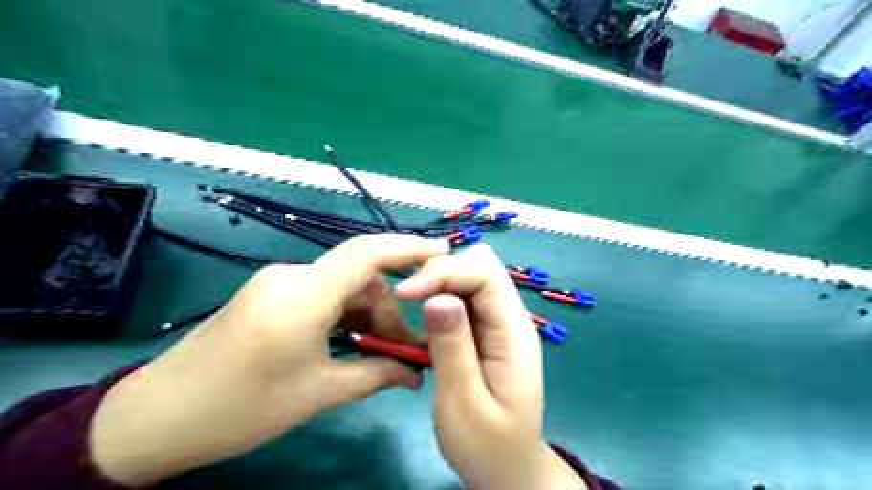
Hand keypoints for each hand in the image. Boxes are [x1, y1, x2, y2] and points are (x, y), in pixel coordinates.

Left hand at [89, 233, 444, 485]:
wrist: (156, 418)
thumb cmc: (239, 408)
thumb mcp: (318, 393)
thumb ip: (375, 375)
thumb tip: (415, 374)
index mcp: (303, 294)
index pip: (367, 254)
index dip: (408, 248)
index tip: (443, 254)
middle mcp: (292, 275)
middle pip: (359, 277)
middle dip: (389, 308)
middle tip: (407, 349)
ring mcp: (279, 282)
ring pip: (342, 287)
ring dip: (367, 314)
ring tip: (381, 353)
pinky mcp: (271, 293)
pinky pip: (322, 295)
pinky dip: (345, 315)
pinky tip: (352, 342)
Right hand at [396, 246, 585, 488]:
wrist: (507, 469)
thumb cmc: (488, 446)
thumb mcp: (463, 404)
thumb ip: (452, 349)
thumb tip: (437, 297)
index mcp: (514, 332)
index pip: (485, 274)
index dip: (444, 272)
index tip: (405, 293)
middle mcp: (510, 318)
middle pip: (480, 266)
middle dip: (442, 271)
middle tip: (408, 296)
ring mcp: (498, 323)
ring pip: (469, 278)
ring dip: (439, 282)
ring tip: (410, 304)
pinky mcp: (484, 331)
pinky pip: (462, 298)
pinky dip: (439, 297)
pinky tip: (424, 318)